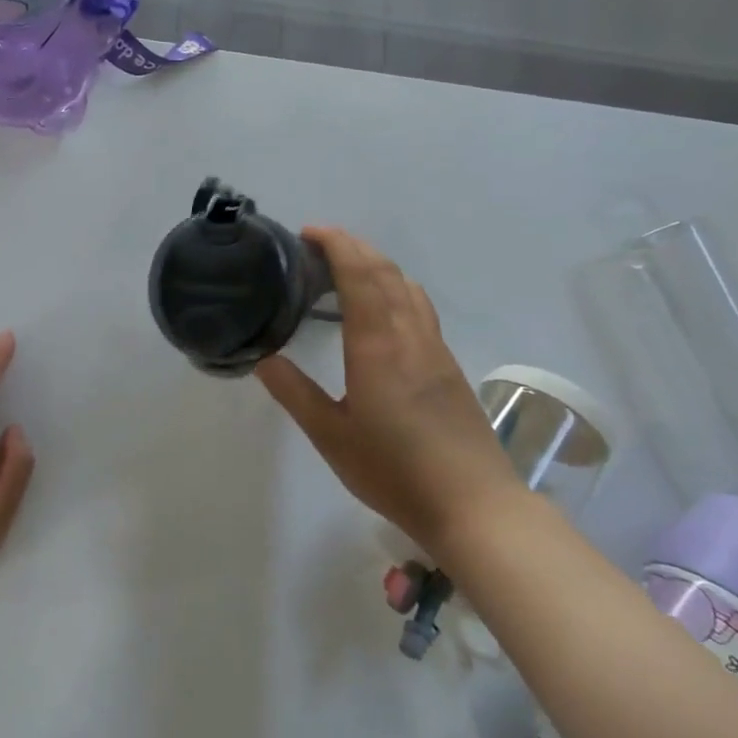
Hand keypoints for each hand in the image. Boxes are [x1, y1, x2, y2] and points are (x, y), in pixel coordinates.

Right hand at [254, 228, 517, 542]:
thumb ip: (295, 393)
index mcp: (378, 346)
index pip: (359, 275)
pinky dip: (393, 288)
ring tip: (345, 269)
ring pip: (407, 287)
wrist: (474, 506)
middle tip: (318, 244)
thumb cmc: (395, 471)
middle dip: (354, 246)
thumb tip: (263, 358)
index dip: (336, 245)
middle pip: (386, 272)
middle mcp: (410, 336)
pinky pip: (419, 307)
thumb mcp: (331, 436)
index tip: (309, 232)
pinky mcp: (448, 366)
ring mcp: (435, 349)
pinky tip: (379, 310)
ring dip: (377, 265)